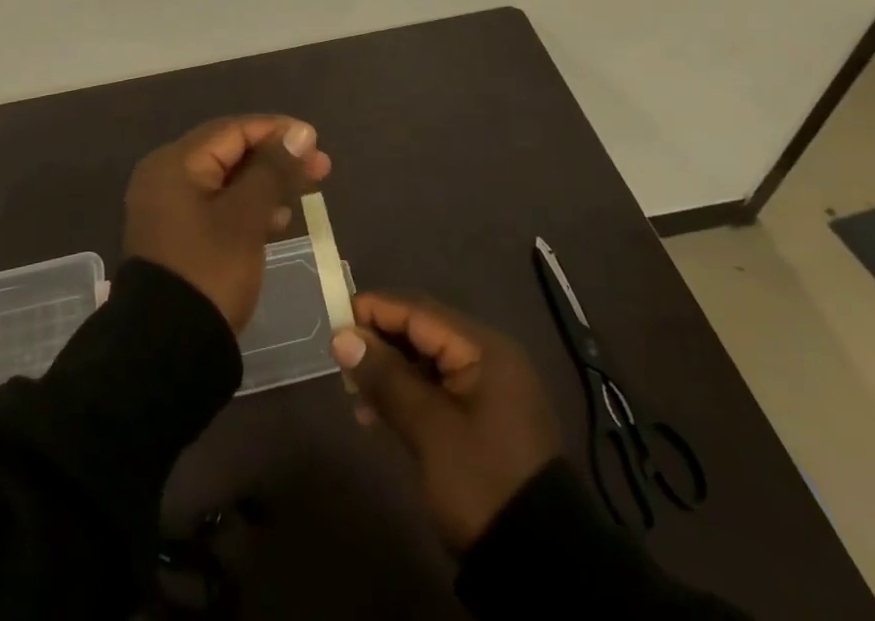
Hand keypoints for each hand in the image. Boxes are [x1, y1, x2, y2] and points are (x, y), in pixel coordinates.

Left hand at [123, 114, 331, 331]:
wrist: (167, 350)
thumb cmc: (210, 271)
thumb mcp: (246, 217)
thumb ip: (274, 169)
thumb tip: (301, 132)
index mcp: (175, 163)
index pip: (233, 130)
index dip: (277, 132)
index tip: (316, 142)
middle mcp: (166, 176)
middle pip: (229, 152)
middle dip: (275, 158)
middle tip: (321, 168)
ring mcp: (168, 207)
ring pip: (225, 181)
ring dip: (265, 183)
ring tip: (303, 193)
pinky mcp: (176, 235)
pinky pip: (216, 206)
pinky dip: (246, 207)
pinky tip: (277, 220)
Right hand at [331, 292, 563, 551]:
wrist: (540, 565)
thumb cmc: (481, 482)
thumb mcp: (429, 429)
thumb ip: (385, 377)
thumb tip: (342, 337)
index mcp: (483, 348)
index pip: (419, 311)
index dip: (375, 310)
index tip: (334, 320)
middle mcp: (488, 357)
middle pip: (423, 331)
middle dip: (380, 343)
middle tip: (342, 364)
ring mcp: (488, 388)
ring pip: (427, 361)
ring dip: (390, 372)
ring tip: (356, 396)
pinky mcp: (483, 417)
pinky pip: (437, 387)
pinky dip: (407, 394)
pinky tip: (379, 415)